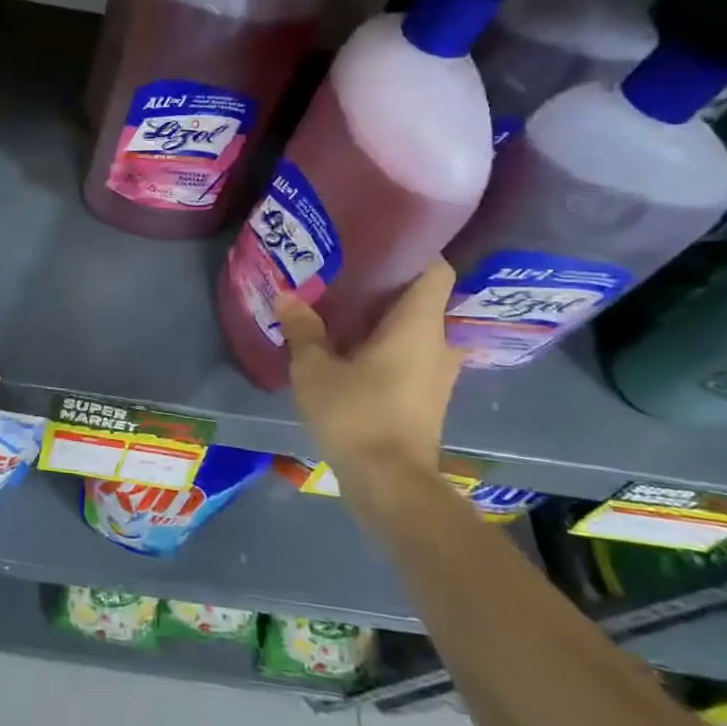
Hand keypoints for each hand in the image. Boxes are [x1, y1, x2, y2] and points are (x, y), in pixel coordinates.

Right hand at [277, 259, 462, 507]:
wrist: (390, 483)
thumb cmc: (356, 415)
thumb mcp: (315, 370)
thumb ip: (303, 330)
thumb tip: (287, 295)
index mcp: (419, 325)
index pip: (436, 269)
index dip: (415, 250)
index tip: (380, 241)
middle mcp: (439, 343)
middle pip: (425, 298)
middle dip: (392, 284)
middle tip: (352, 273)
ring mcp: (438, 373)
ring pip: (420, 329)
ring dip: (390, 318)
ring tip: (348, 308)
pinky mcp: (428, 397)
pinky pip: (414, 354)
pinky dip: (390, 345)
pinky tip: (355, 348)